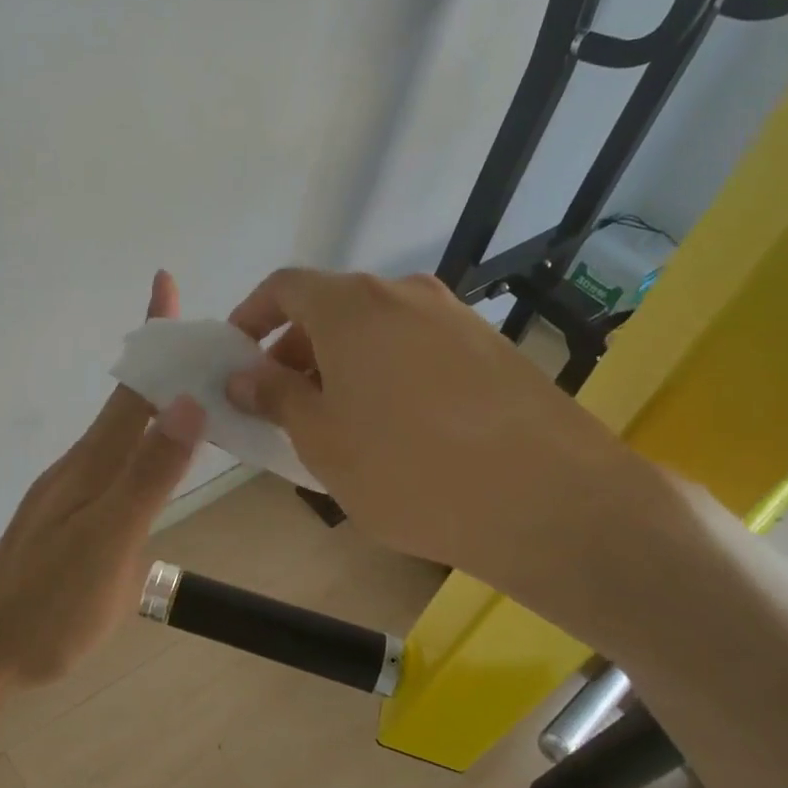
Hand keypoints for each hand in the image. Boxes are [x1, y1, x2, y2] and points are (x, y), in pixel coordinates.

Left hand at [0, 271, 205, 684]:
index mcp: (93, 464)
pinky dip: (143, 444)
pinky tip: (155, 464)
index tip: (164, 283)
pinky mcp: (68, 521)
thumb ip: (148, 476)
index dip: (153, 338)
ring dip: (154, 403)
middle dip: (162, 364)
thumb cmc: (48, 603)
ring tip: (194, 392)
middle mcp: (80, 468)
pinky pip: (114, 464)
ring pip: (120, 435)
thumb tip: (187, 401)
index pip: (133, 388)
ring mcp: (70, 494)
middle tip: (205, 343)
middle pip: (127, 403)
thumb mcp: (109, 542)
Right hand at [224, 269, 665, 630]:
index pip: (285, 287)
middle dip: (298, 350)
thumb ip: (276, 398)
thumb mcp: (323, 441)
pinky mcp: (493, 348)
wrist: (550, 500)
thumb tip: (243, 376)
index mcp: (352, 306)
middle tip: (285, 404)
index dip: (252, 317)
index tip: (237, 359)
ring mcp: (456, 317)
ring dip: (346, 364)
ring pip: (379, 329)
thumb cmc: (409, 470)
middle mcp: (405, 294)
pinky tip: (401, 428)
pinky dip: (391, 373)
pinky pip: (420, 348)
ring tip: (341, 422)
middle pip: (333, 307)